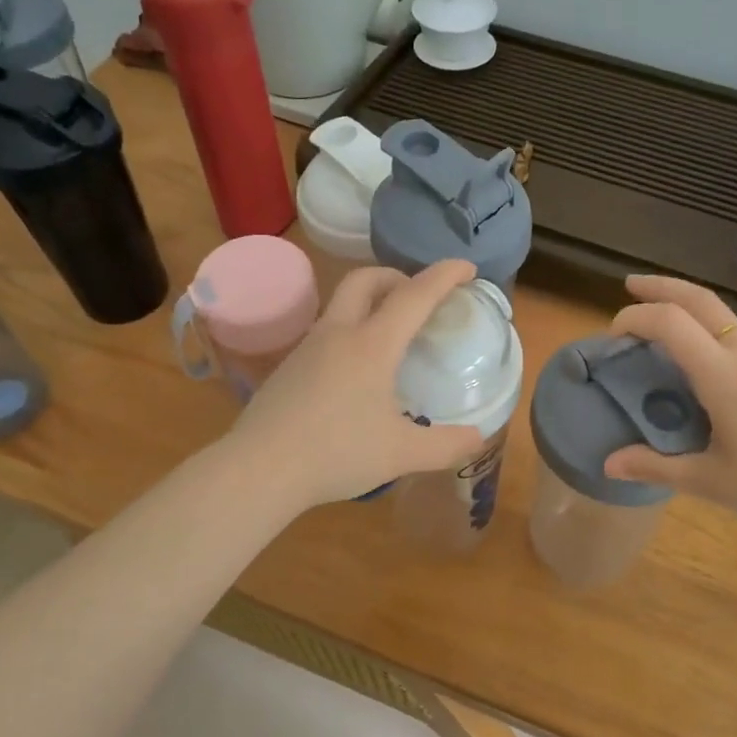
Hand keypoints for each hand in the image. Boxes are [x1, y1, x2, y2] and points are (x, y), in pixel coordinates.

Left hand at [227, 260, 487, 509]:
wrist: (259, 469)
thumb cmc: (336, 453)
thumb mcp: (401, 454)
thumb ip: (445, 446)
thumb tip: (477, 438)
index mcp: (372, 345)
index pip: (415, 295)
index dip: (444, 276)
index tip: (466, 267)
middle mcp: (338, 334)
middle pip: (366, 279)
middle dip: (397, 276)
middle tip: (418, 297)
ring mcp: (307, 347)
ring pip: (341, 305)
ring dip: (370, 304)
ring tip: (390, 337)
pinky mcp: (287, 367)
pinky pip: (326, 332)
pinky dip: (350, 333)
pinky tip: (355, 373)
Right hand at [601, 275, 736, 538]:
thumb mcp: (711, 484)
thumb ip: (656, 468)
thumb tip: (608, 464)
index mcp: (724, 377)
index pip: (672, 322)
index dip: (636, 317)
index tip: (612, 336)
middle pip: (701, 299)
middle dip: (661, 286)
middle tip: (629, 285)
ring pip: (722, 315)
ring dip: (685, 307)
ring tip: (657, 324)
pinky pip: (736, 338)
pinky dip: (705, 332)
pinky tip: (698, 365)